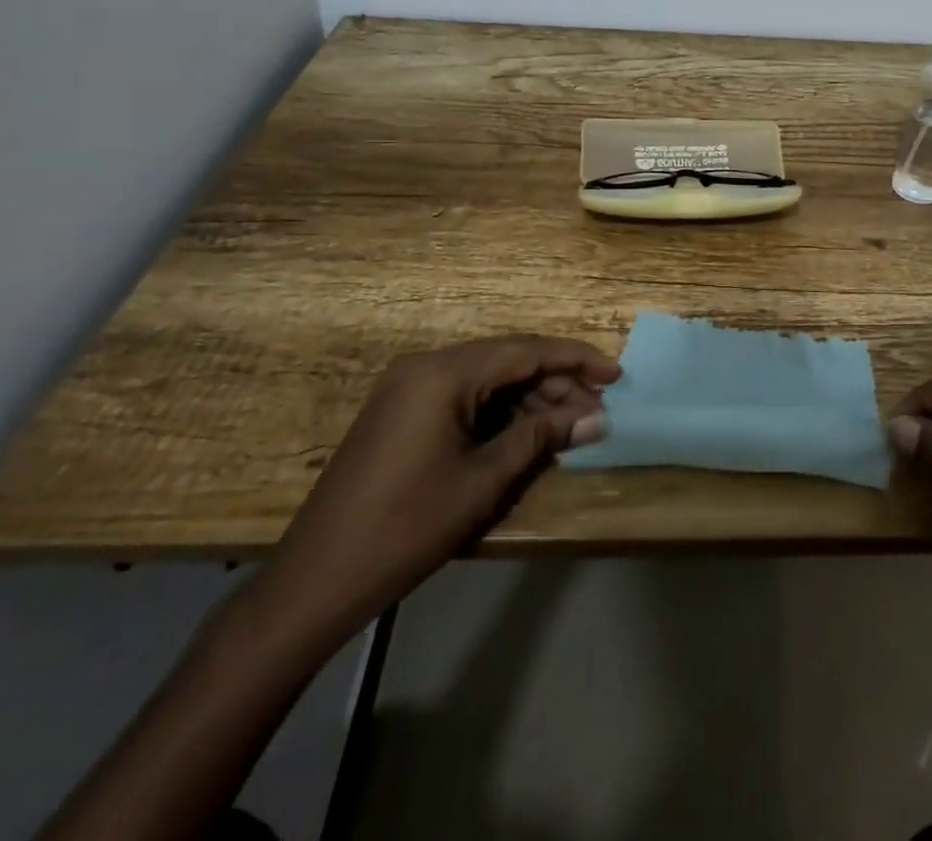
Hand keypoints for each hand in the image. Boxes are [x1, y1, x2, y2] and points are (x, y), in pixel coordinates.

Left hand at [245, 335, 618, 654]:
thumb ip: (542, 437)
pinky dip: (498, 412)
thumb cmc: (406, 528)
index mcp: (444, 373)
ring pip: (487, 380)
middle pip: (507, 361)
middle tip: (597, 412)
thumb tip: (597, 417)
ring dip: (529, 400)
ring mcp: (409, 387)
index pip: (525, 350)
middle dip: (556, 384)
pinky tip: (526, 434)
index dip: (576, 359)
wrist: (315, 581)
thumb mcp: (484, 481)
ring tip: (570, 426)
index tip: (616, 374)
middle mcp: (425, 366)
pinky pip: (464, 397)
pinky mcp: (401, 411)